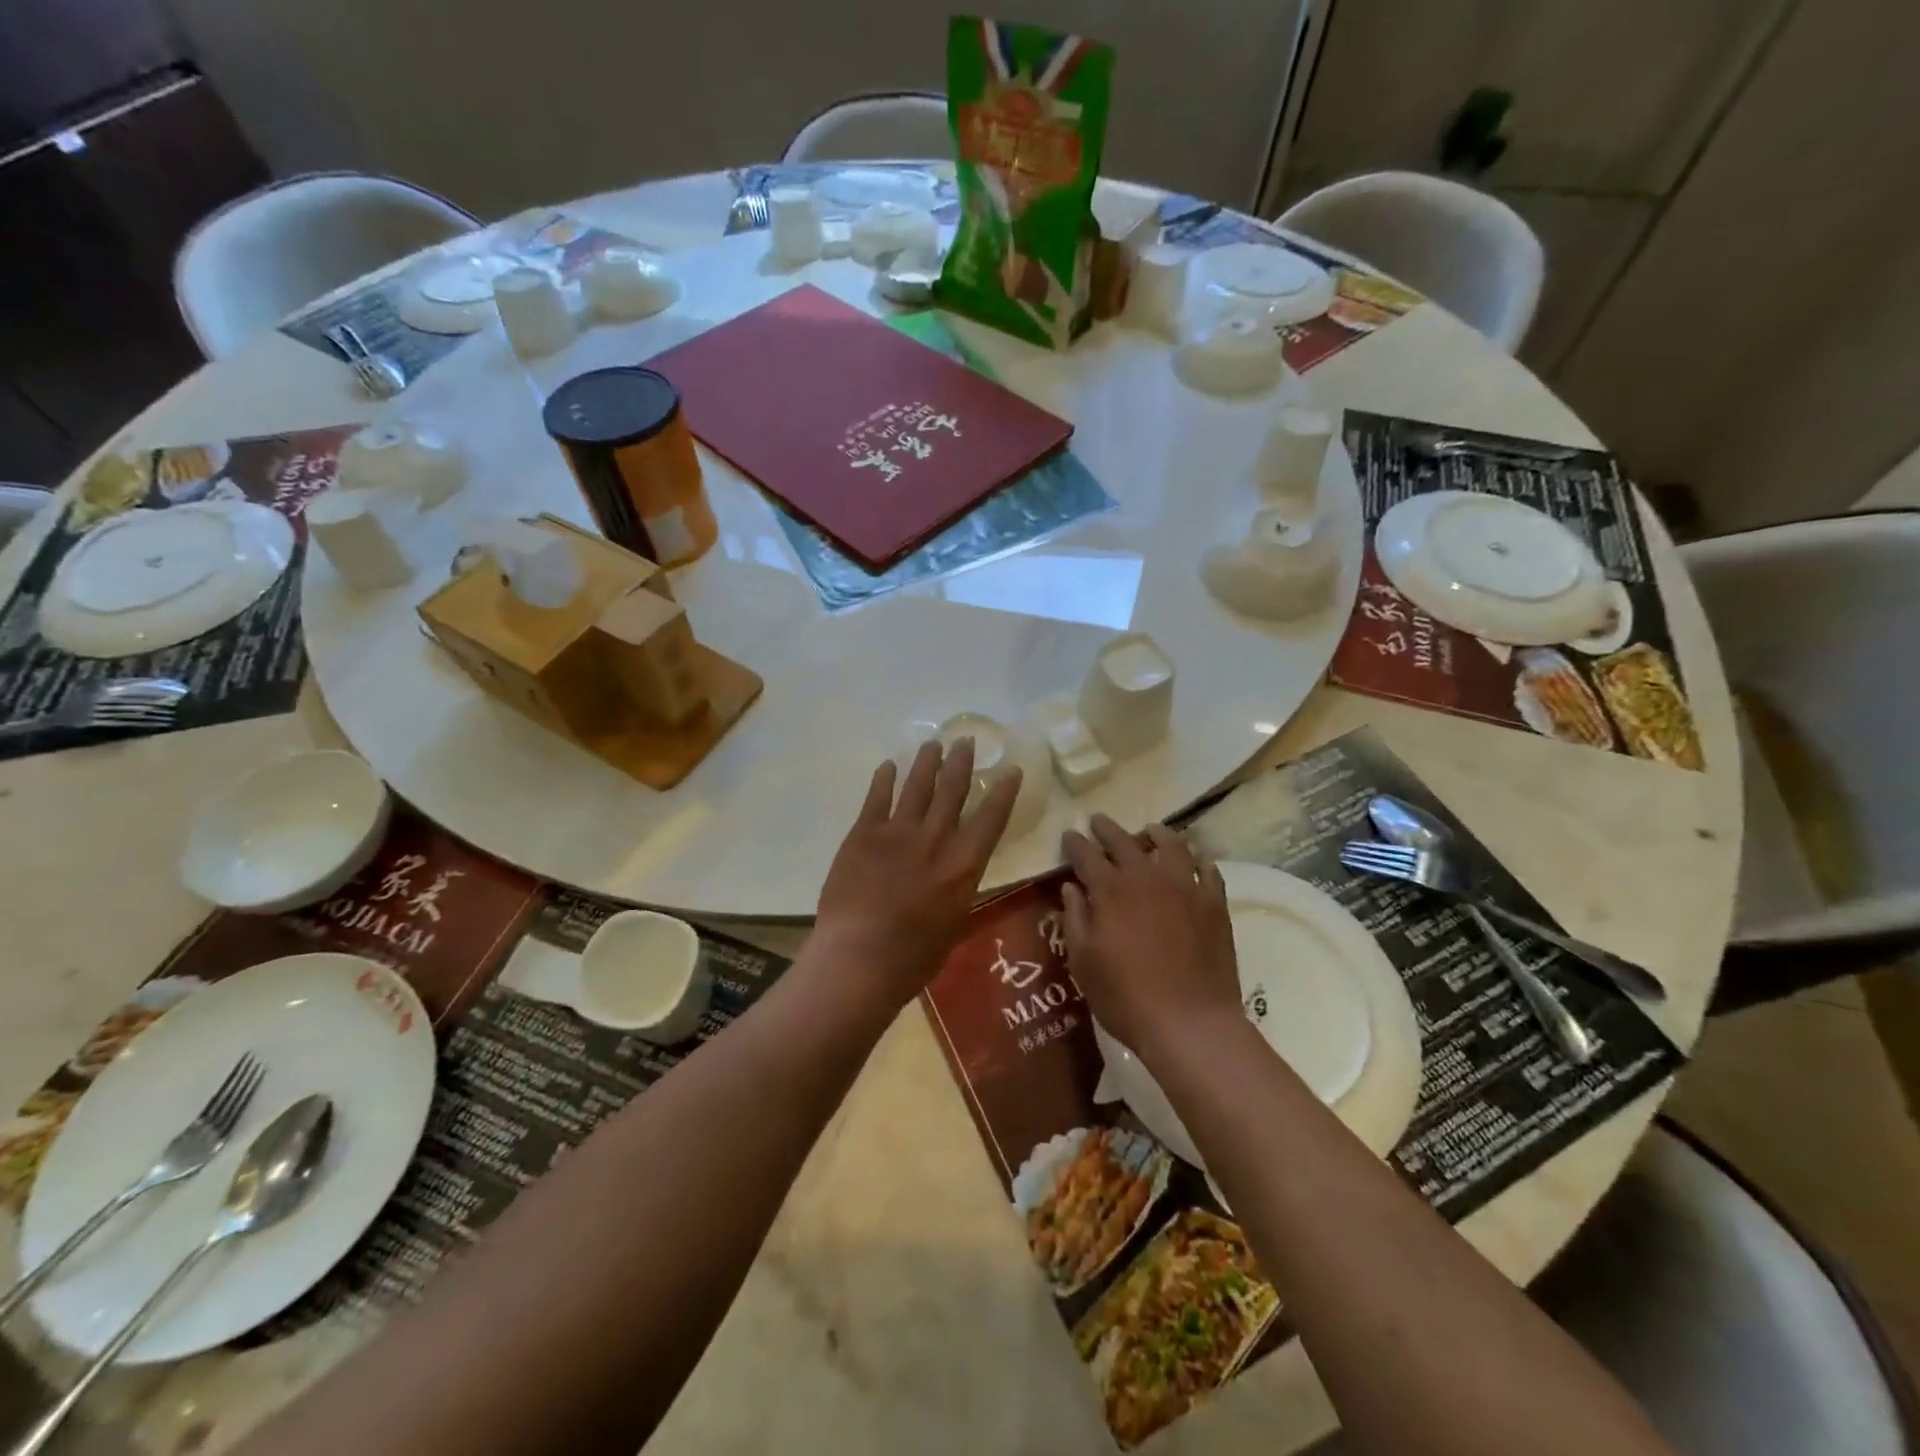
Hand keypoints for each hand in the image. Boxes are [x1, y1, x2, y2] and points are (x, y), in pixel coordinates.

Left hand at [815, 740, 1019, 1004]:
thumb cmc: (913, 957)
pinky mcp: (864, 834)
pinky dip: (884, 779)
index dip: (1003, 792)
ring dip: (926, 763)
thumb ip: (959, 892)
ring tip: (932, 744)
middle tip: (964, 740)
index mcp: (964, 865)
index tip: (1011, 770)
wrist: (860, 958)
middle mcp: (936, 839)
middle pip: (952, 791)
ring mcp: (898, 832)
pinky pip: (877, 798)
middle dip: (960, 763)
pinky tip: (889, 766)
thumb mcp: (954, 925)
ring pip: (917, 787)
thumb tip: (959, 877)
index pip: (991, 818)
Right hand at [1061, 816, 1241, 1068]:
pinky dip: (1198, 859)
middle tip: (1098, 821)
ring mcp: (1186, 887)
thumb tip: (1071, 887)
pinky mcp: (1214, 904)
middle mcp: (1147, 878)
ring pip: (1172, 845)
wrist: (1190, 1023)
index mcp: (1111, 890)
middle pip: (1125, 841)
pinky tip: (1195, 859)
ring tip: (1150, 830)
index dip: (1076, 843)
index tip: (1070, 834)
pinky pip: (1208, 870)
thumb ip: (1075, 919)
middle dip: (1108, 829)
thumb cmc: (1126, 997)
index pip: (1088, 855)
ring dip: (1157, 834)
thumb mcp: (1083, 962)